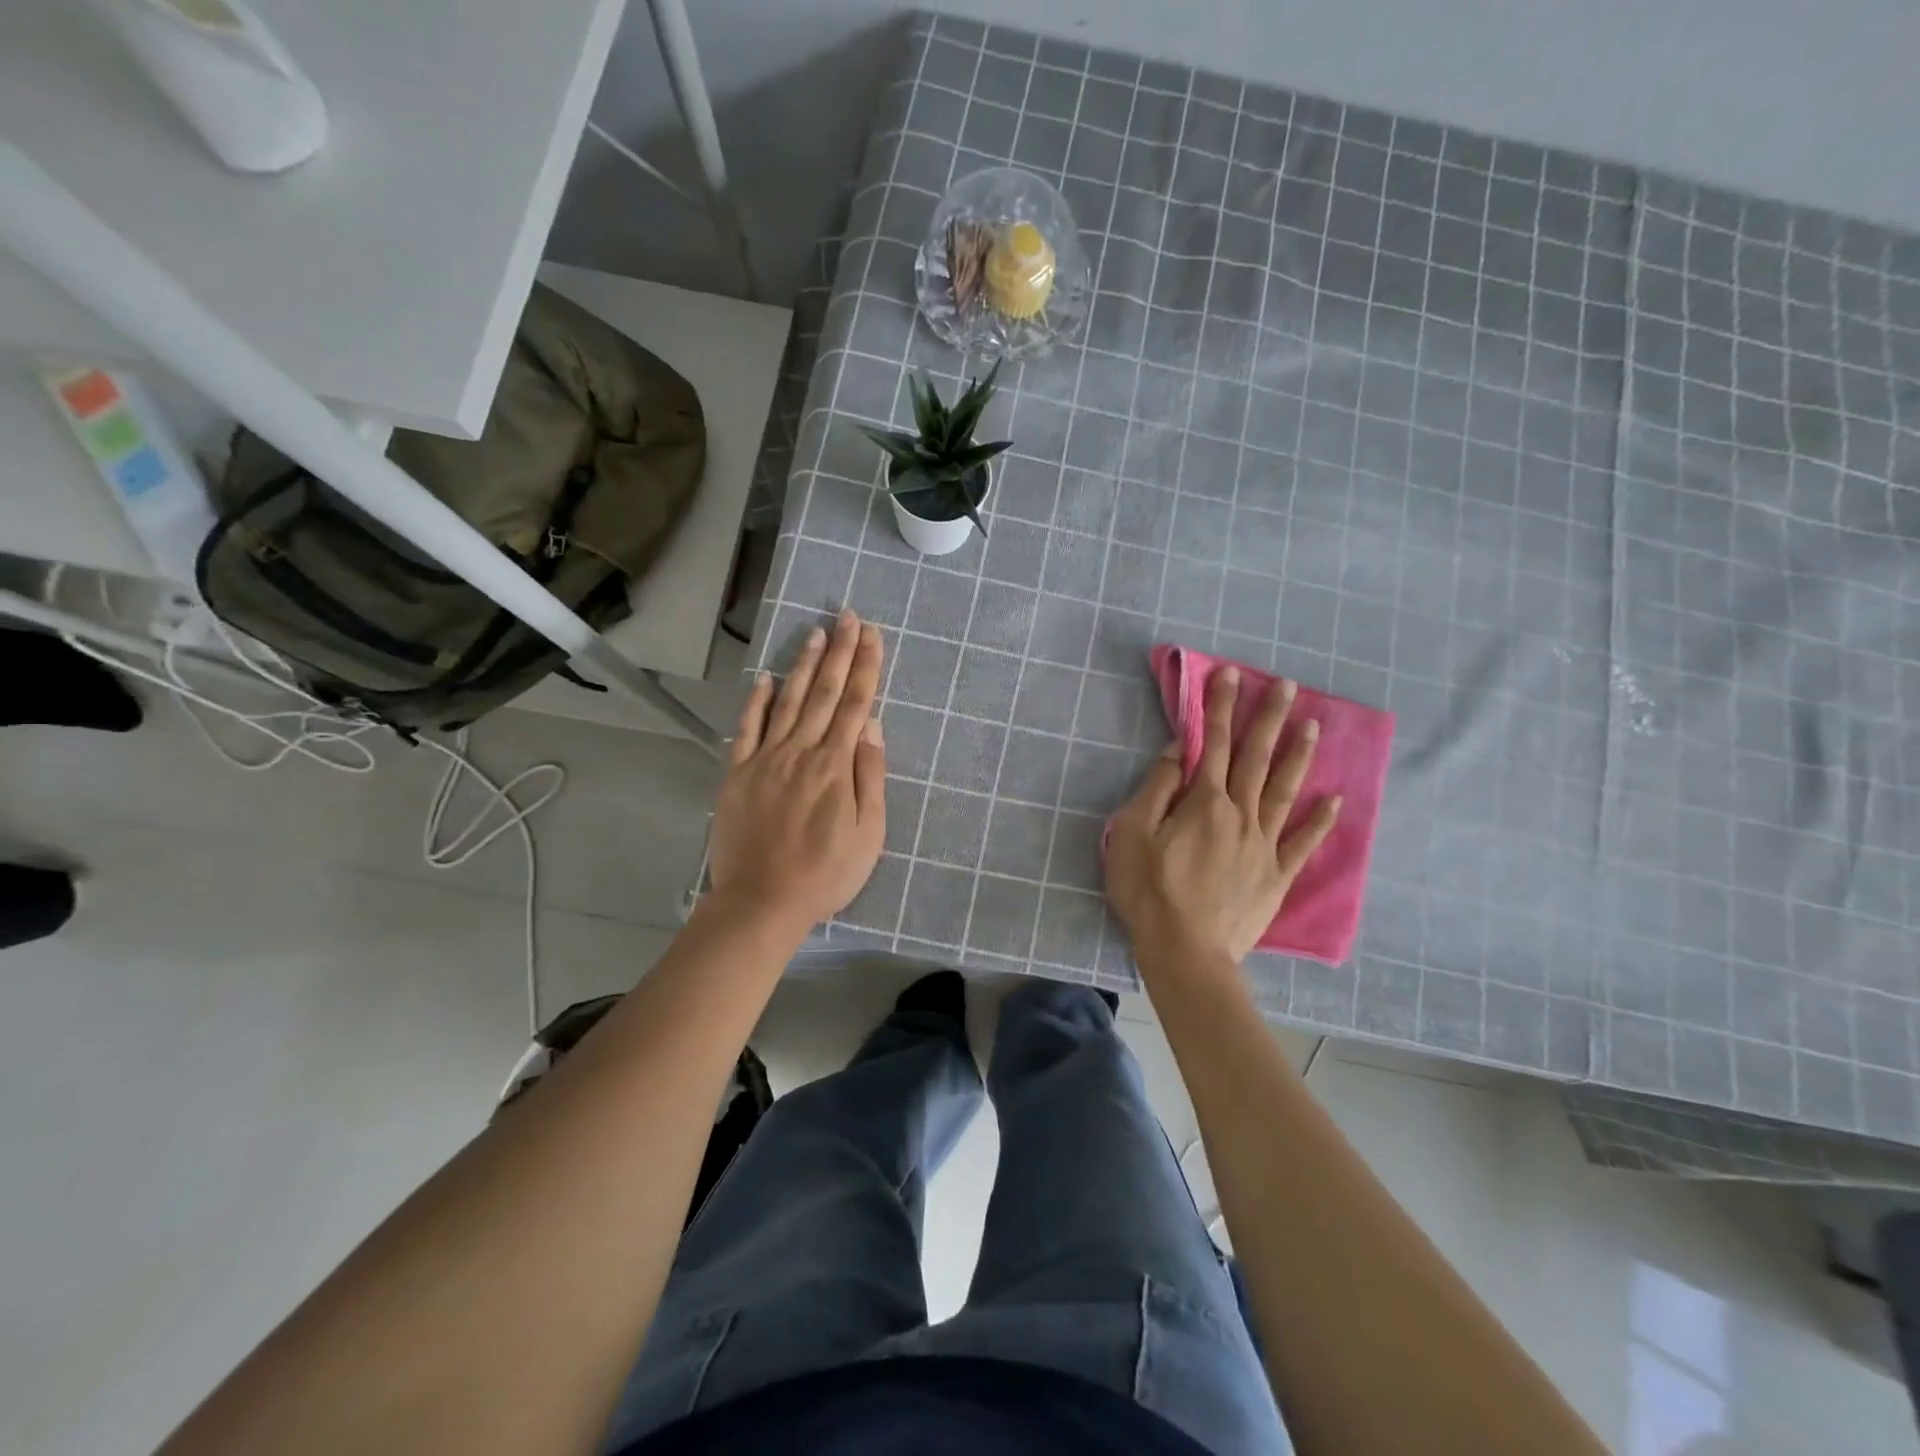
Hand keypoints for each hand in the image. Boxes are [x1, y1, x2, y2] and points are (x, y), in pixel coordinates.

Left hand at [708, 610, 886, 932]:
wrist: (762, 902)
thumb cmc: (825, 874)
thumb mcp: (868, 835)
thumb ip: (870, 778)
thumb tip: (872, 728)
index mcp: (836, 765)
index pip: (856, 704)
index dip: (865, 666)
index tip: (872, 634)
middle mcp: (801, 751)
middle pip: (824, 692)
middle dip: (839, 651)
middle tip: (848, 616)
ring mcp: (766, 759)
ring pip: (788, 701)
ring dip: (803, 664)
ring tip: (815, 633)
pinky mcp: (738, 774)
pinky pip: (747, 729)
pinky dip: (756, 700)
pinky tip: (764, 677)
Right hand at [1106, 667, 1339, 968]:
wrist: (1185, 951)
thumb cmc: (1149, 890)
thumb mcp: (1133, 833)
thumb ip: (1157, 788)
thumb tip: (1179, 750)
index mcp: (1204, 802)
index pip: (1213, 744)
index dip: (1220, 707)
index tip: (1231, 675)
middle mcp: (1240, 814)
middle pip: (1256, 758)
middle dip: (1269, 719)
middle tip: (1288, 686)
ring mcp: (1264, 845)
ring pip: (1284, 791)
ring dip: (1298, 756)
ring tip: (1313, 726)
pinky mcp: (1276, 876)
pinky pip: (1302, 843)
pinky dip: (1320, 821)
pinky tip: (1334, 800)